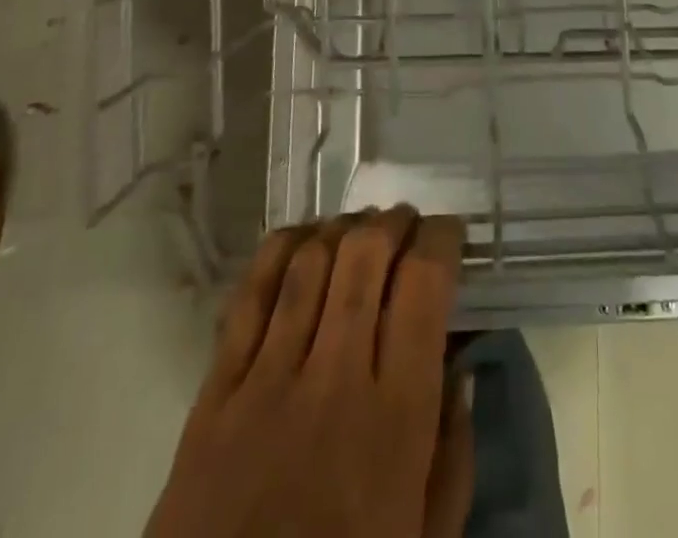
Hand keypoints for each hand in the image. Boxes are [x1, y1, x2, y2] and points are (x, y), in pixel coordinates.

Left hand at [148, 209, 473, 537]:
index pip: (425, 285)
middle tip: (404, 225)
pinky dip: (280, 251)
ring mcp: (269, 381)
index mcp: (397, 418)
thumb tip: (462, 367)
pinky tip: (301, 241)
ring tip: (358, 230)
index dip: (441, 239)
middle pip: (366, 256)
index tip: (448, 235)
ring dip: (341, 228)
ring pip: (311, 262)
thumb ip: (455, 454)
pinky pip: (250, 296)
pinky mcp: (216, 395)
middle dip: (393, 223)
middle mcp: (336, 380)